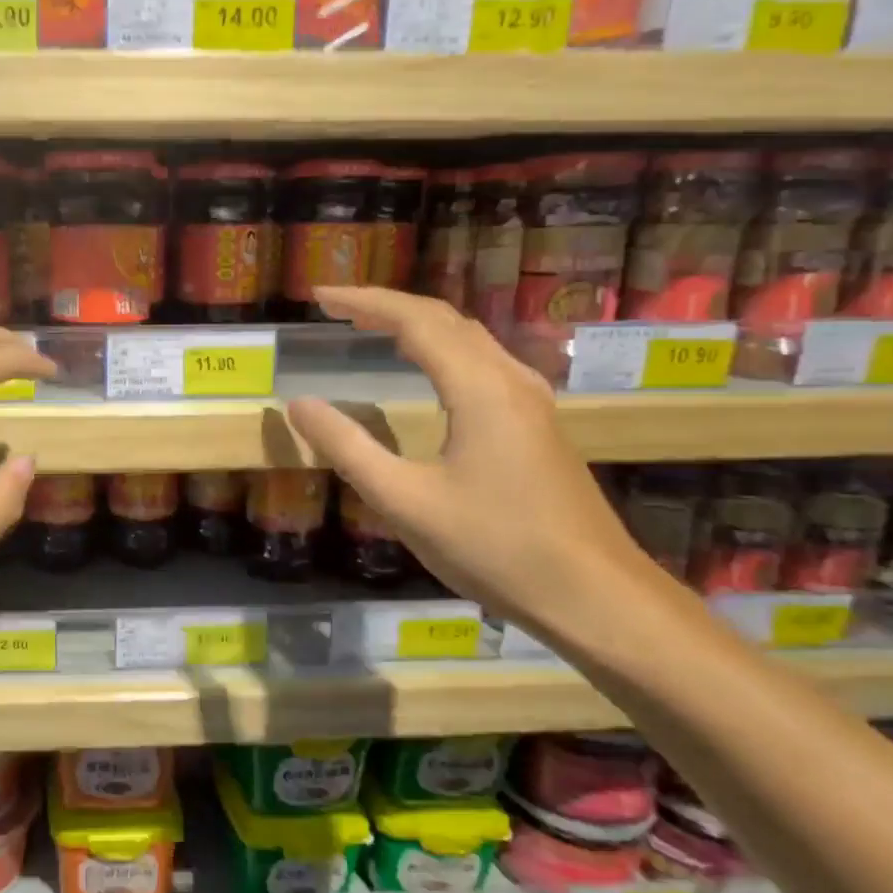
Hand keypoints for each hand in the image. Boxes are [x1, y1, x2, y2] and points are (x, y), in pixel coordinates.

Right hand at [285, 287, 665, 637]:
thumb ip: (347, 448)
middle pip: (446, 321)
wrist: (593, 596)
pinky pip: (483, 364)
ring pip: (470, 340)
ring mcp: (532, 402)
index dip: (364, 303)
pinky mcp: (538, 426)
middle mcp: (510, 381)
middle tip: (337, 309)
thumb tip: (298, 404)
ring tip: (372, 328)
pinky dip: (443, 350)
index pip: (415, 321)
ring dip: (418, 326)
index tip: (319, 297)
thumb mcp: (404, 501)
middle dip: (388, 307)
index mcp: (480, 389)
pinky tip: (429, 372)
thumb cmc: (493, 546)